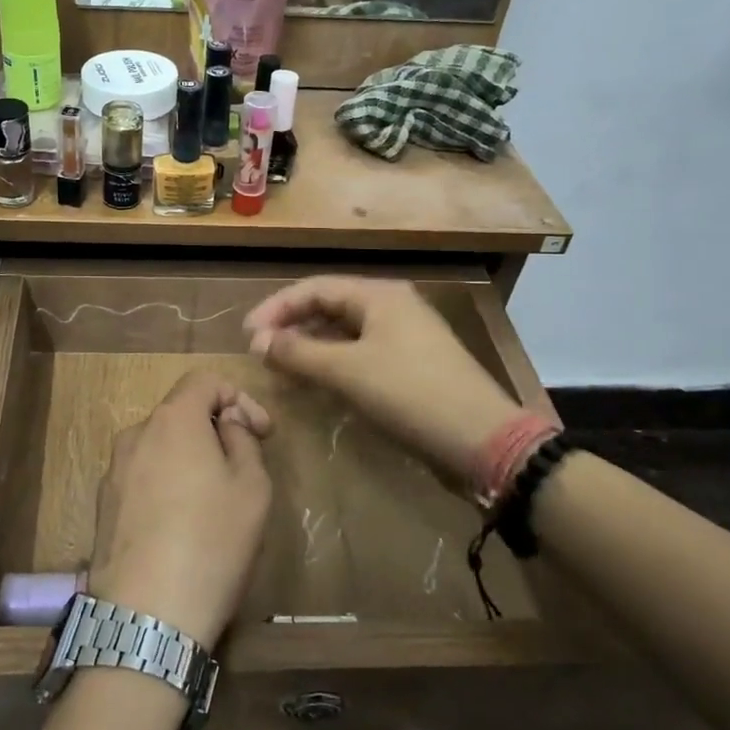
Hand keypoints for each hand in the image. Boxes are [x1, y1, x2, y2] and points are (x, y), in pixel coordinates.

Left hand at [88, 372, 272, 650]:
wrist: (146, 618)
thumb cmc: (211, 543)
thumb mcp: (252, 488)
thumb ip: (242, 439)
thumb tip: (226, 423)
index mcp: (172, 420)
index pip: (204, 380)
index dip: (239, 397)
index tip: (262, 432)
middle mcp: (135, 435)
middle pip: (179, 413)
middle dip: (215, 428)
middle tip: (243, 465)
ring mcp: (112, 471)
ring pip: (159, 446)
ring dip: (190, 457)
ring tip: (214, 499)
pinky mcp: (102, 506)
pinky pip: (142, 476)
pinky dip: (166, 483)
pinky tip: (182, 523)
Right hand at [244, 277, 521, 480]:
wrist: (483, 441)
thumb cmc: (410, 394)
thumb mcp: (347, 371)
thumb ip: (298, 352)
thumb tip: (258, 340)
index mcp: (379, 295)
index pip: (313, 288)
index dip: (276, 308)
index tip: (246, 336)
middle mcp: (391, 307)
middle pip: (328, 307)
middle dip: (291, 327)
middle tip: (260, 352)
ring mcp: (403, 337)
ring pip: (343, 332)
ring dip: (310, 347)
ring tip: (280, 368)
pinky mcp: (409, 366)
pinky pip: (359, 354)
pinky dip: (332, 364)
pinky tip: (315, 383)